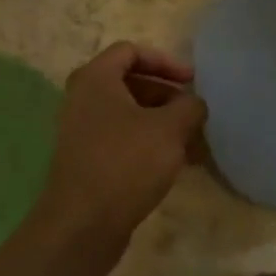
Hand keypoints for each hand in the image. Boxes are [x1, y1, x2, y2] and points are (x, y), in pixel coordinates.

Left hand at [31, 42, 206, 251]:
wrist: (83, 224)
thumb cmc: (126, 163)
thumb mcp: (170, 129)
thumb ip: (189, 106)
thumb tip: (194, 103)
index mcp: (95, 79)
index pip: (131, 51)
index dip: (165, 61)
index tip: (192, 81)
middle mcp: (82, 99)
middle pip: (130, 83)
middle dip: (167, 96)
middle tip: (194, 113)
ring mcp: (81, 131)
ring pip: (128, 114)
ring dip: (161, 123)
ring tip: (192, 143)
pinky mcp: (86, 160)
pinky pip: (121, 139)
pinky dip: (147, 143)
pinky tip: (175, 164)